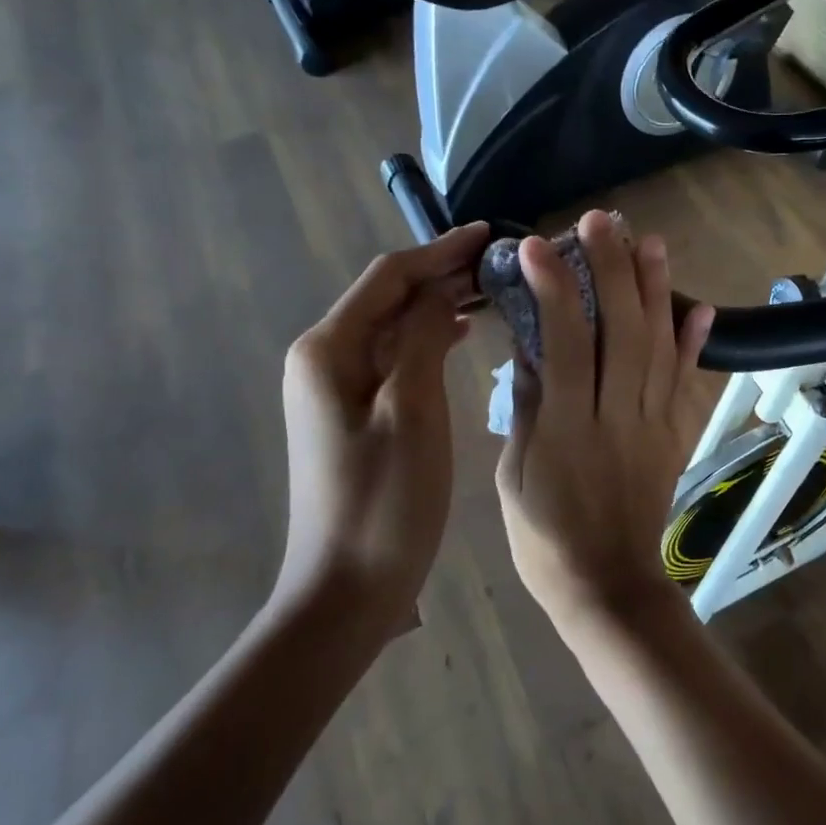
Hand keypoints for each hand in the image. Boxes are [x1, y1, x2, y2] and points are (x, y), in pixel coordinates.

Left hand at [278, 223, 488, 630]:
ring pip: (394, 327)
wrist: (345, 590)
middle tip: (501, 262)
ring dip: (438, 304)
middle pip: (388, 297)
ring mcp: (336, 389)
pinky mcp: (354, 414)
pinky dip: (429, 338)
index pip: (389, 277)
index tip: (491, 234)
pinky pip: (395, 358)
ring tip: (491, 290)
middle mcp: (324, 359)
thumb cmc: (384, 501)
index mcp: (329, 350)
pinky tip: (460, 334)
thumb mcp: (412, 411)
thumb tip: (441, 287)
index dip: (440, 251)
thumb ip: (425, 338)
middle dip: (441, 273)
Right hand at [495, 210, 714, 631]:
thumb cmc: (545, 539)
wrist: (609, 587)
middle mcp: (617, 417)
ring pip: (660, 348)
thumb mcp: (514, 477)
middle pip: (622, 332)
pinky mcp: (674, 437)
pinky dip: (694, 344)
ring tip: (651, 242)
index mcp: (567, 428)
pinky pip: (686, 384)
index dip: (554, 289)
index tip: (538, 245)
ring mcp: (653, 425)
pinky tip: (700, 307)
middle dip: (613, 270)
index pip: (564, 344)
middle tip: (603, 220)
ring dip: (657, 291)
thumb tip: (531, 349)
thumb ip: (527, 409)